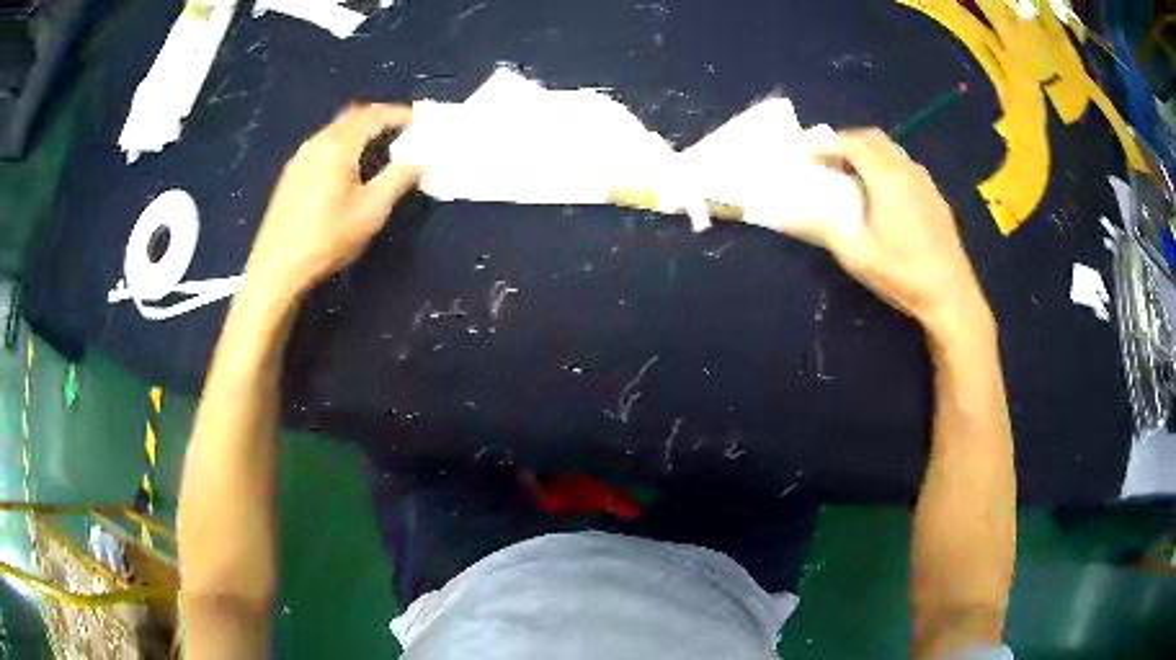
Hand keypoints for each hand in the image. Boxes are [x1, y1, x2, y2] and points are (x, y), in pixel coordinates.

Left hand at [246, 104, 418, 300]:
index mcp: (338, 145)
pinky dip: (344, 144)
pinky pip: (323, 145)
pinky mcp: (291, 175)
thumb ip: (400, 178)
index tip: (420, 120)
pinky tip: (348, 166)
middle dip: (379, 117)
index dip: (399, 114)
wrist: (277, 268)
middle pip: (352, 116)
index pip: (373, 115)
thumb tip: (426, 161)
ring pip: (336, 130)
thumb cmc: (327, 237)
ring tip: (380, 146)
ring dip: (360, 130)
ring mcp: (300, 158)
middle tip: (402, 129)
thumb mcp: (371, 210)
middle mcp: (317, 142)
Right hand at [818, 129, 990, 332]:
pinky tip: (883, 195)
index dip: (826, 143)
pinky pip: (906, 166)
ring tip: (852, 175)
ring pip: (892, 150)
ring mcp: (925, 182)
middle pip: (873, 138)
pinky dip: (887, 166)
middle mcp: (907, 170)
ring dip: (868, 152)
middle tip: (828, 160)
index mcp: (886, 178)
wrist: (951, 295)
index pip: (852, 142)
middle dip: (847, 141)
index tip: (807, 155)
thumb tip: (784, 214)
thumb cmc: (903, 274)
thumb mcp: (857, 255)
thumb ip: (821, 228)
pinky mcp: (935, 197)